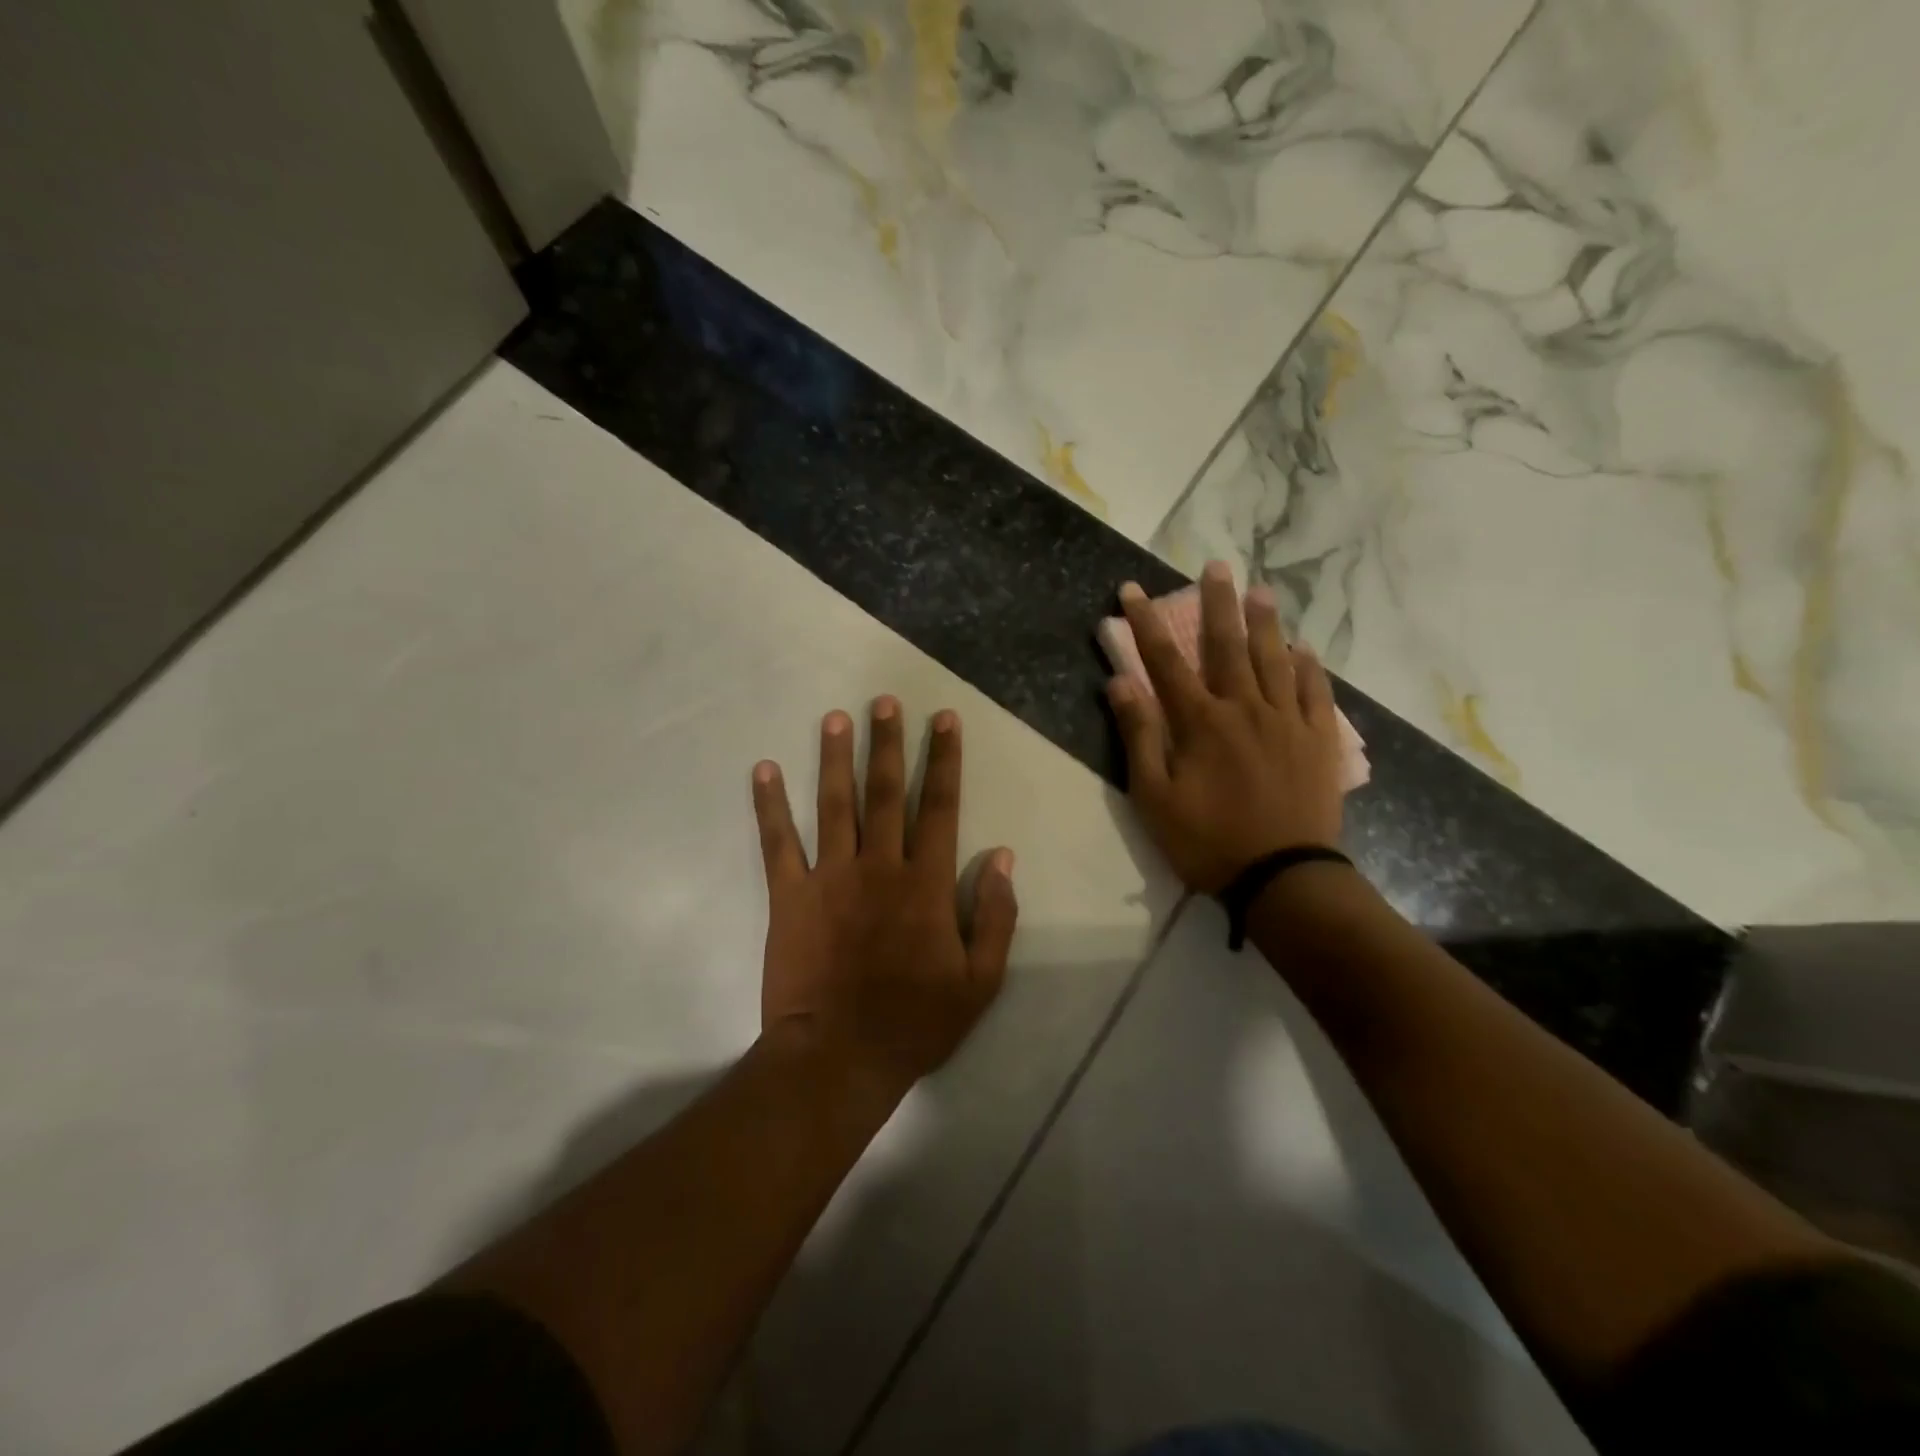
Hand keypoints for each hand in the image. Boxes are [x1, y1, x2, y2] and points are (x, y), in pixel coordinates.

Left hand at [751, 697, 1018, 1092]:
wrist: (840, 1058)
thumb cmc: (916, 1022)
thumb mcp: (980, 980)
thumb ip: (995, 915)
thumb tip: (1001, 856)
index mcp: (925, 883)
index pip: (940, 806)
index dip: (944, 759)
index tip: (944, 719)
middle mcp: (879, 866)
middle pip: (886, 792)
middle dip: (889, 742)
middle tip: (885, 700)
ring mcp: (830, 877)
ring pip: (835, 804)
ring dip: (836, 757)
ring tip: (836, 717)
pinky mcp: (790, 896)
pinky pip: (778, 843)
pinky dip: (770, 805)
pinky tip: (764, 770)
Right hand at [1107, 562, 1344, 893]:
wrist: (1282, 877)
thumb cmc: (1207, 840)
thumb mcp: (1154, 796)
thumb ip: (1138, 736)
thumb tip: (1119, 682)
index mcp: (1201, 722)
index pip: (1166, 661)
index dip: (1146, 623)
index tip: (1133, 590)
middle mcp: (1245, 708)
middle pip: (1228, 646)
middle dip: (1217, 604)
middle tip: (1216, 566)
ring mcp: (1287, 722)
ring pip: (1275, 660)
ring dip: (1265, 623)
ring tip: (1260, 590)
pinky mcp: (1318, 741)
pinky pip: (1316, 693)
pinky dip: (1309, 667)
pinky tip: (1304, 649)